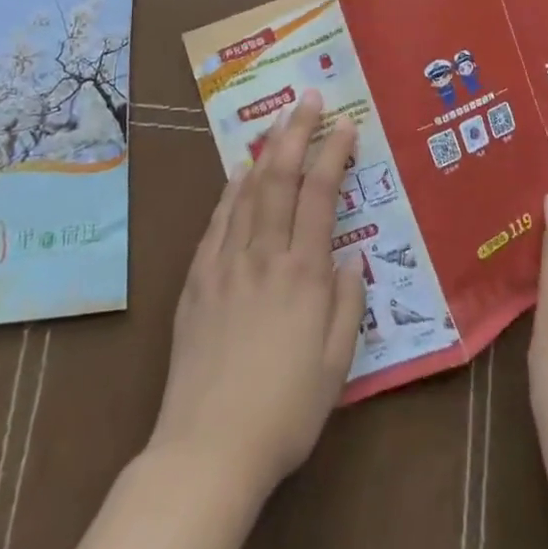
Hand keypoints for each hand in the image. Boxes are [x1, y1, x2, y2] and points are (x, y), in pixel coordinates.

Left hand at [147, 90, 366, 496]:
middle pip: (281, 178)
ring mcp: (225, 264)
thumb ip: (348, 303)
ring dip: (266, 151)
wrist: (206, 450)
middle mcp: (264, 255)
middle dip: (297, 132)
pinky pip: (216, 221)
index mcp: (304, 273)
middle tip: (308, 98)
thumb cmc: (285, 411)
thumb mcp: (338, 364)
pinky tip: (238, 173)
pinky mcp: (196, 281)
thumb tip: (350, 258)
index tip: (346, 124)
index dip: (334, 154)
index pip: (321, 195)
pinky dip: (230, 190)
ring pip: (247, 191)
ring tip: (278, 121)